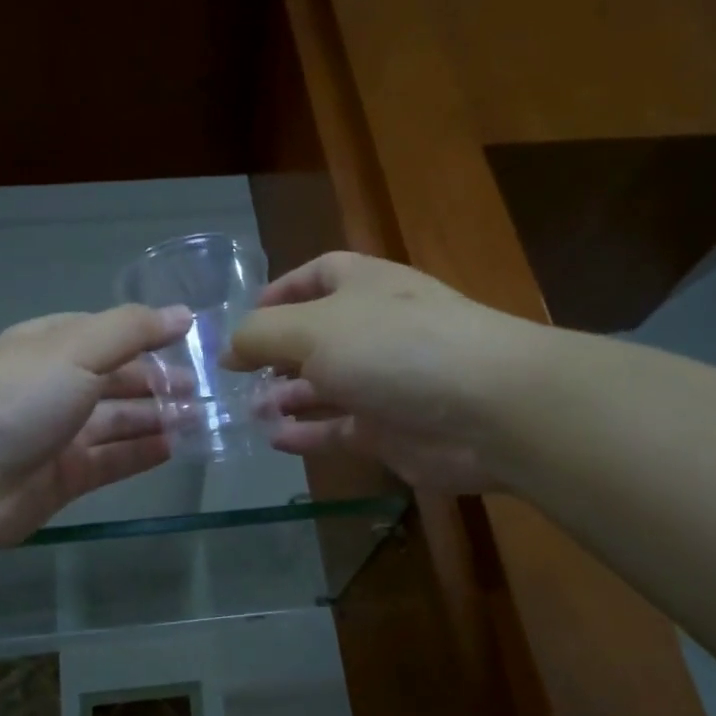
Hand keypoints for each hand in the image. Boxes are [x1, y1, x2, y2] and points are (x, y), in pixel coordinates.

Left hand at [0, 305, 190, 555]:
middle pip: (117, 379)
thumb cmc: (18, 399)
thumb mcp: (76, 350)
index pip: (108, 334)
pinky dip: (142, 452)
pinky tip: (176, 447)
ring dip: (158, 417)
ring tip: (202, 418)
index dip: (149, 335)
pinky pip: (113, 459)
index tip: (193, 342)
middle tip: (206, 389)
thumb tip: (185, 314)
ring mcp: (60, 433)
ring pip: (119, 420)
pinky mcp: (66, 476)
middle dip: (160, 381)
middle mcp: (56, 386)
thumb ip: (133, 330)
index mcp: (51, 346)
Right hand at [224, 251, 537, 492]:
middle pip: (316, 337)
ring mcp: (385, 381)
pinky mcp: (392, 429)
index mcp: (363, 286)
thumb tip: (227, 349)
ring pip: (326, 386)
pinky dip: (309, 434)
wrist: (488, 408)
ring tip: (249, 410)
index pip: (317, 275)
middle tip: (237, 377)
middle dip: (276, 355)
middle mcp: (374, 329)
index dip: (280, 291)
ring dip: (288, 397)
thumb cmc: (395, 348)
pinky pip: (340, 429)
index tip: (244, 319)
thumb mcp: (313, 329)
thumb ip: (260, 336)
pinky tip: (276, 441)